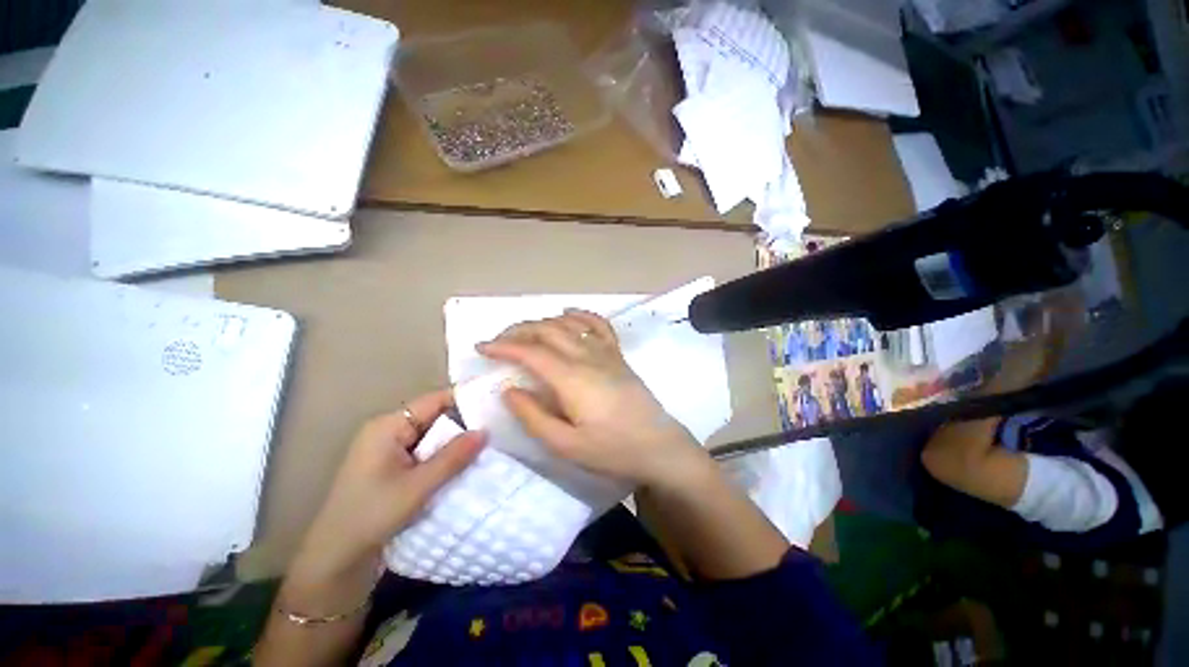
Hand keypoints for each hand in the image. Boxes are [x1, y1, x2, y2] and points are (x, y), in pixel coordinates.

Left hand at [289, 390, 484, 593]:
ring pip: (433, 437)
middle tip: (498, 427)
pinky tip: (466, 464)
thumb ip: (453, 457)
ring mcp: (390, 451)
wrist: (334, 562)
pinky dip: (445, 457)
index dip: (465, 399)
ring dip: (456, 443)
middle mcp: (389, 432)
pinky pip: (426, 453)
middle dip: (464, 423)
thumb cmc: (371, 517)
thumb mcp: (417, 487)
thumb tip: (486, 431)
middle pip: (435, 417)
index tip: (496, 403)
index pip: (434, 401)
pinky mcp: (394, 468)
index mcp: (388, 426)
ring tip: (489, 444)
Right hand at [478, 310, 709, 489]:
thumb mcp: (566, 445)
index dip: (503, 346)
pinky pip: (598, 325)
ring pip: (569, 324)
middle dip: (518, 330)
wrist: (659, 446)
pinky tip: (568, 313)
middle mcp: (587, 356)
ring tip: (525, 331)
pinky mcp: (618, 355)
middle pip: (547, 330)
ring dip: (543, 322)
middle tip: (498, 341)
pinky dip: (581, 315)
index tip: (482, 347)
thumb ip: (534, 416)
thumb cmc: (613, 450)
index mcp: (572, 378)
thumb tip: (509, 390)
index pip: (531, 351)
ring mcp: (606, 352)